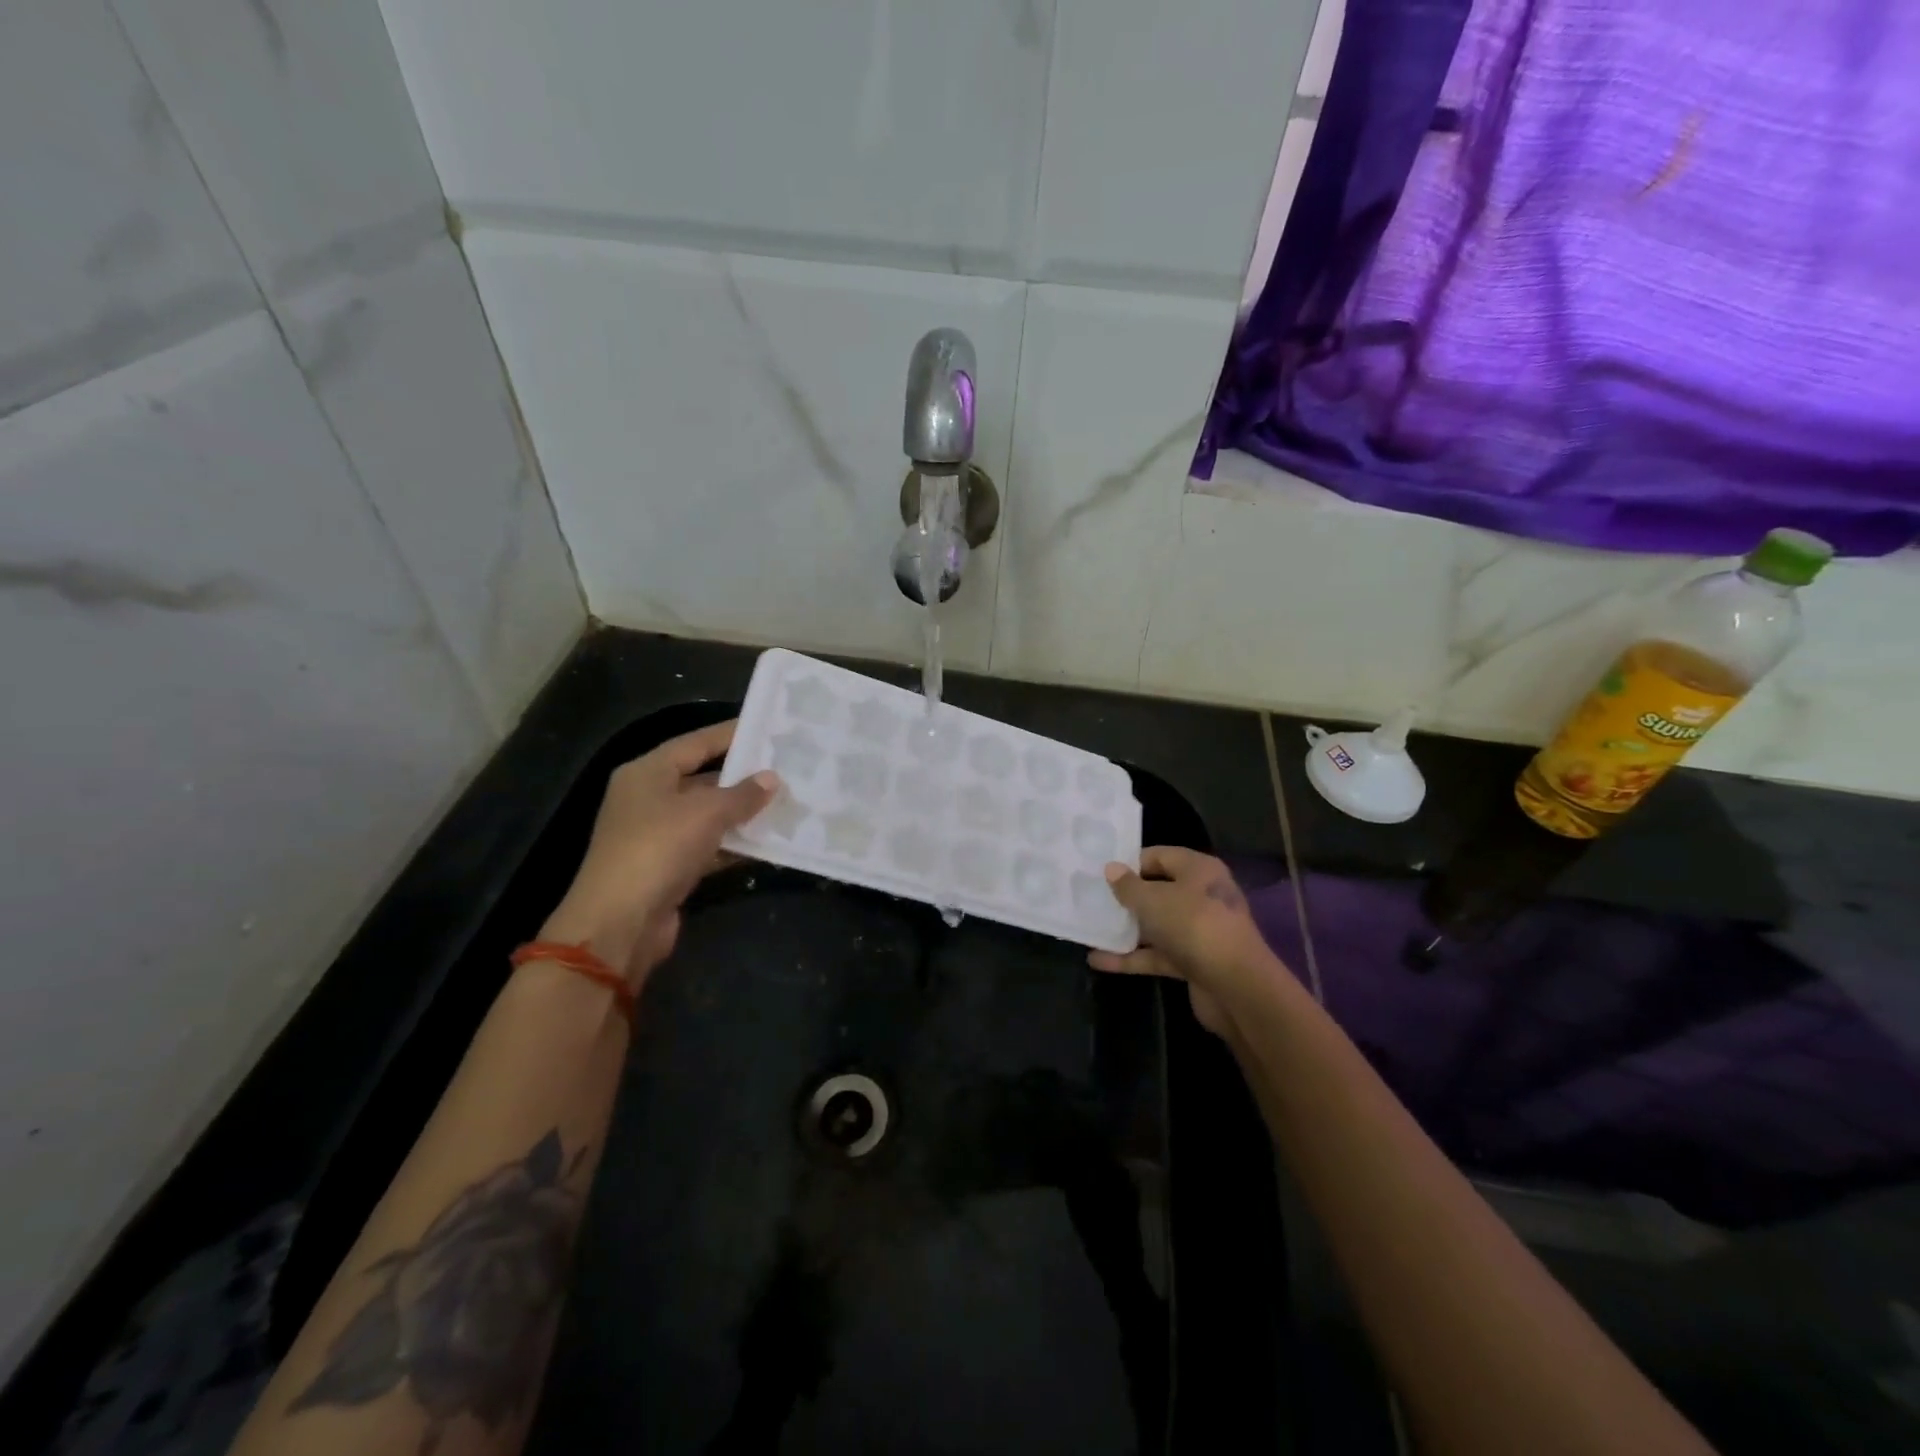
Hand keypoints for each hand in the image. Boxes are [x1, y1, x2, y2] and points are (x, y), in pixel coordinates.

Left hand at [538, 721, 777, 979]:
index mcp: (647, 773)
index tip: (768, 728)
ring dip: (743, 813)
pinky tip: (769, 842)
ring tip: (787, 803)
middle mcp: (648, 798)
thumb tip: (772, 779)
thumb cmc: (658, 849)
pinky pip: (709, 846)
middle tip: (786, 768)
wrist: (620, 923)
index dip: (731, 734)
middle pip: (702, 778)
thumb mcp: (706, 813)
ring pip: (708, 815)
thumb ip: (742, 794)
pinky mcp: (669, 867)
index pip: (695, 743)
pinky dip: (735, 845)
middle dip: (743, 777)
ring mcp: (657, 835)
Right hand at [1087, 847, 1275, 1034]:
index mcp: (1198, 870)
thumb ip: (1128, 886)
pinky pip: (1156, 954)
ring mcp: (1198, 931)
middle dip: (1126, 898)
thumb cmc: (1193, 926)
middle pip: (1157, 891)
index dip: (1130, 863)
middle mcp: (1201, 896)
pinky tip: (1098, 961)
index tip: (1100, 873)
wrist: (1236, 987)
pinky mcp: (1193, 962)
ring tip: (1089, 928)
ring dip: (1126, 929)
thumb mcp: (1153, 900)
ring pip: (1156, 925)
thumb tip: (1111, 869)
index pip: (1159, 856)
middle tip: (1091, 899)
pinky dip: (1131, 958)